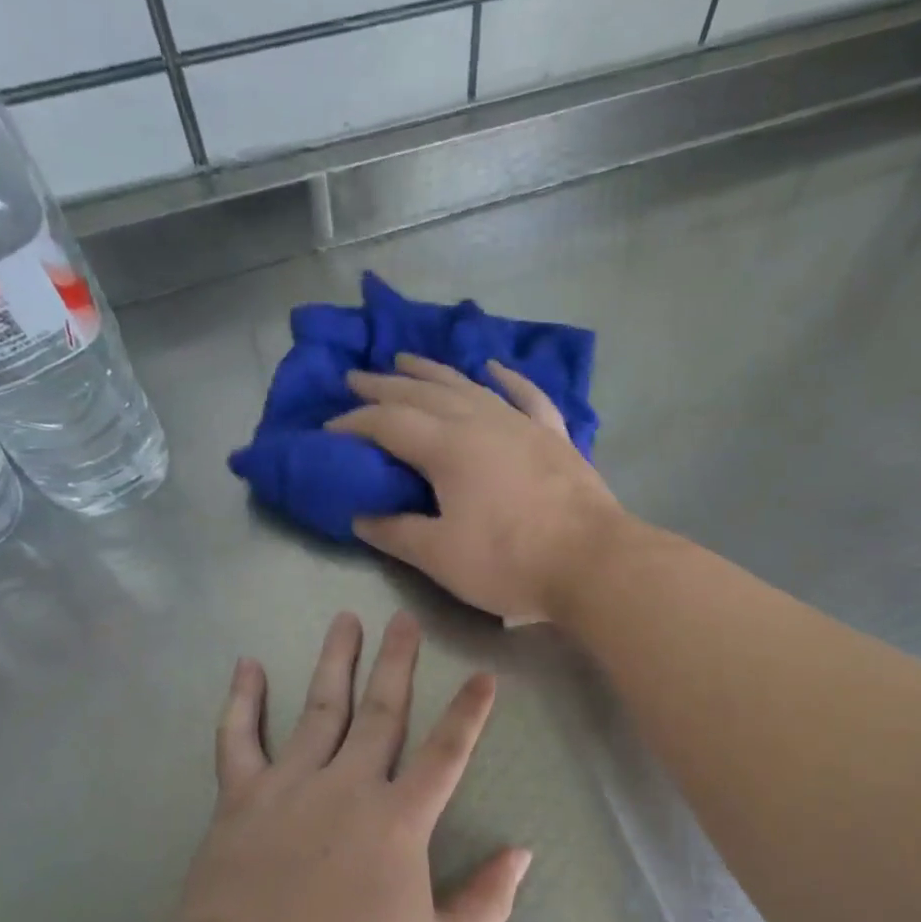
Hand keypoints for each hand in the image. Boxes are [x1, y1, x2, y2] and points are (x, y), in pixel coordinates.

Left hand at [170, 610, 531, 921]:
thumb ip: (487, 903)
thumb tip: (523, 853)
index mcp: (399, 820)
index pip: (446, 752)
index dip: (469, 712)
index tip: (483, 674)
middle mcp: (348, 786)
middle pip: (382, 710)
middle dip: (398, 661)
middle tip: (404, 619)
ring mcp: (291, 786)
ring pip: (319, 708)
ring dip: (335, 660)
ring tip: (346, 619)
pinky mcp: (241, 799)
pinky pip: (238, 739)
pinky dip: (242, 701)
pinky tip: (248, 666)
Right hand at [327, 354, 625, 621]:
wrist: (592, 561)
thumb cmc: (510, 561)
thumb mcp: (440, 556)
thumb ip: (396, 533)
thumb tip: (361, 518)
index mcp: (447, 447)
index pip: (388, 423)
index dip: (354, 423)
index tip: (328, 430)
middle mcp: (481, 422)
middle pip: (423, 393)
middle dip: (385, 385)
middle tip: (356, 377)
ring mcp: (521, 424)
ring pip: (469, 386)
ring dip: (434, 371)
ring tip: (407, 359)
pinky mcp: (554, 437)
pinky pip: (527, 396)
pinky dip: (509, 379)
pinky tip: (495, 368)